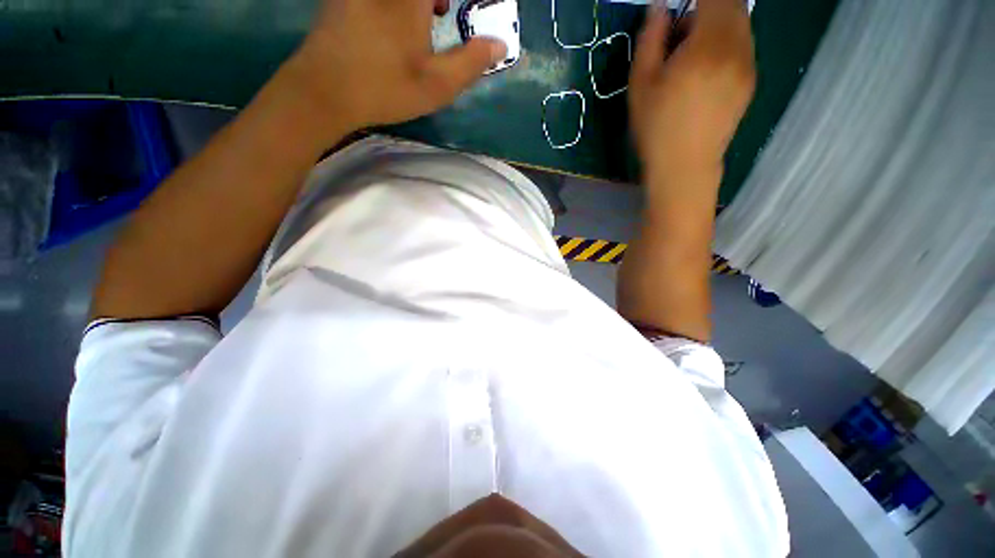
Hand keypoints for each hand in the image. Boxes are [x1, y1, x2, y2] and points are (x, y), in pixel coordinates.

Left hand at [286, 0, 506, 138]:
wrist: (324, 91)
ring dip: (426, 1)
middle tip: (448, 16)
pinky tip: (403, 16)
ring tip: (436, 13)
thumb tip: (499, 44)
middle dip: (441, 2)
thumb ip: (471, 63)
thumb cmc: (385, 88)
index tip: (466, 13)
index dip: (460, 2)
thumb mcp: (437, 85)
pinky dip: (403, 2)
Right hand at [629, 0, 755, 179]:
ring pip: (740, 23)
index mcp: (708, 45)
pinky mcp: (750, 81)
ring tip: (689, 54)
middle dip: (707, 7)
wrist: (684, 167)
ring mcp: (748, 64)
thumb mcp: (641, 85)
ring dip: (717, 24)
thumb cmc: (656, 128)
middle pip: (733, 5)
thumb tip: (659, 7)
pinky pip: (743, 44)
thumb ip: (651, 39)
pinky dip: (725, 42)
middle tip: (679, 33)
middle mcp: (737, 47)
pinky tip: (704, 70)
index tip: (677, 10)